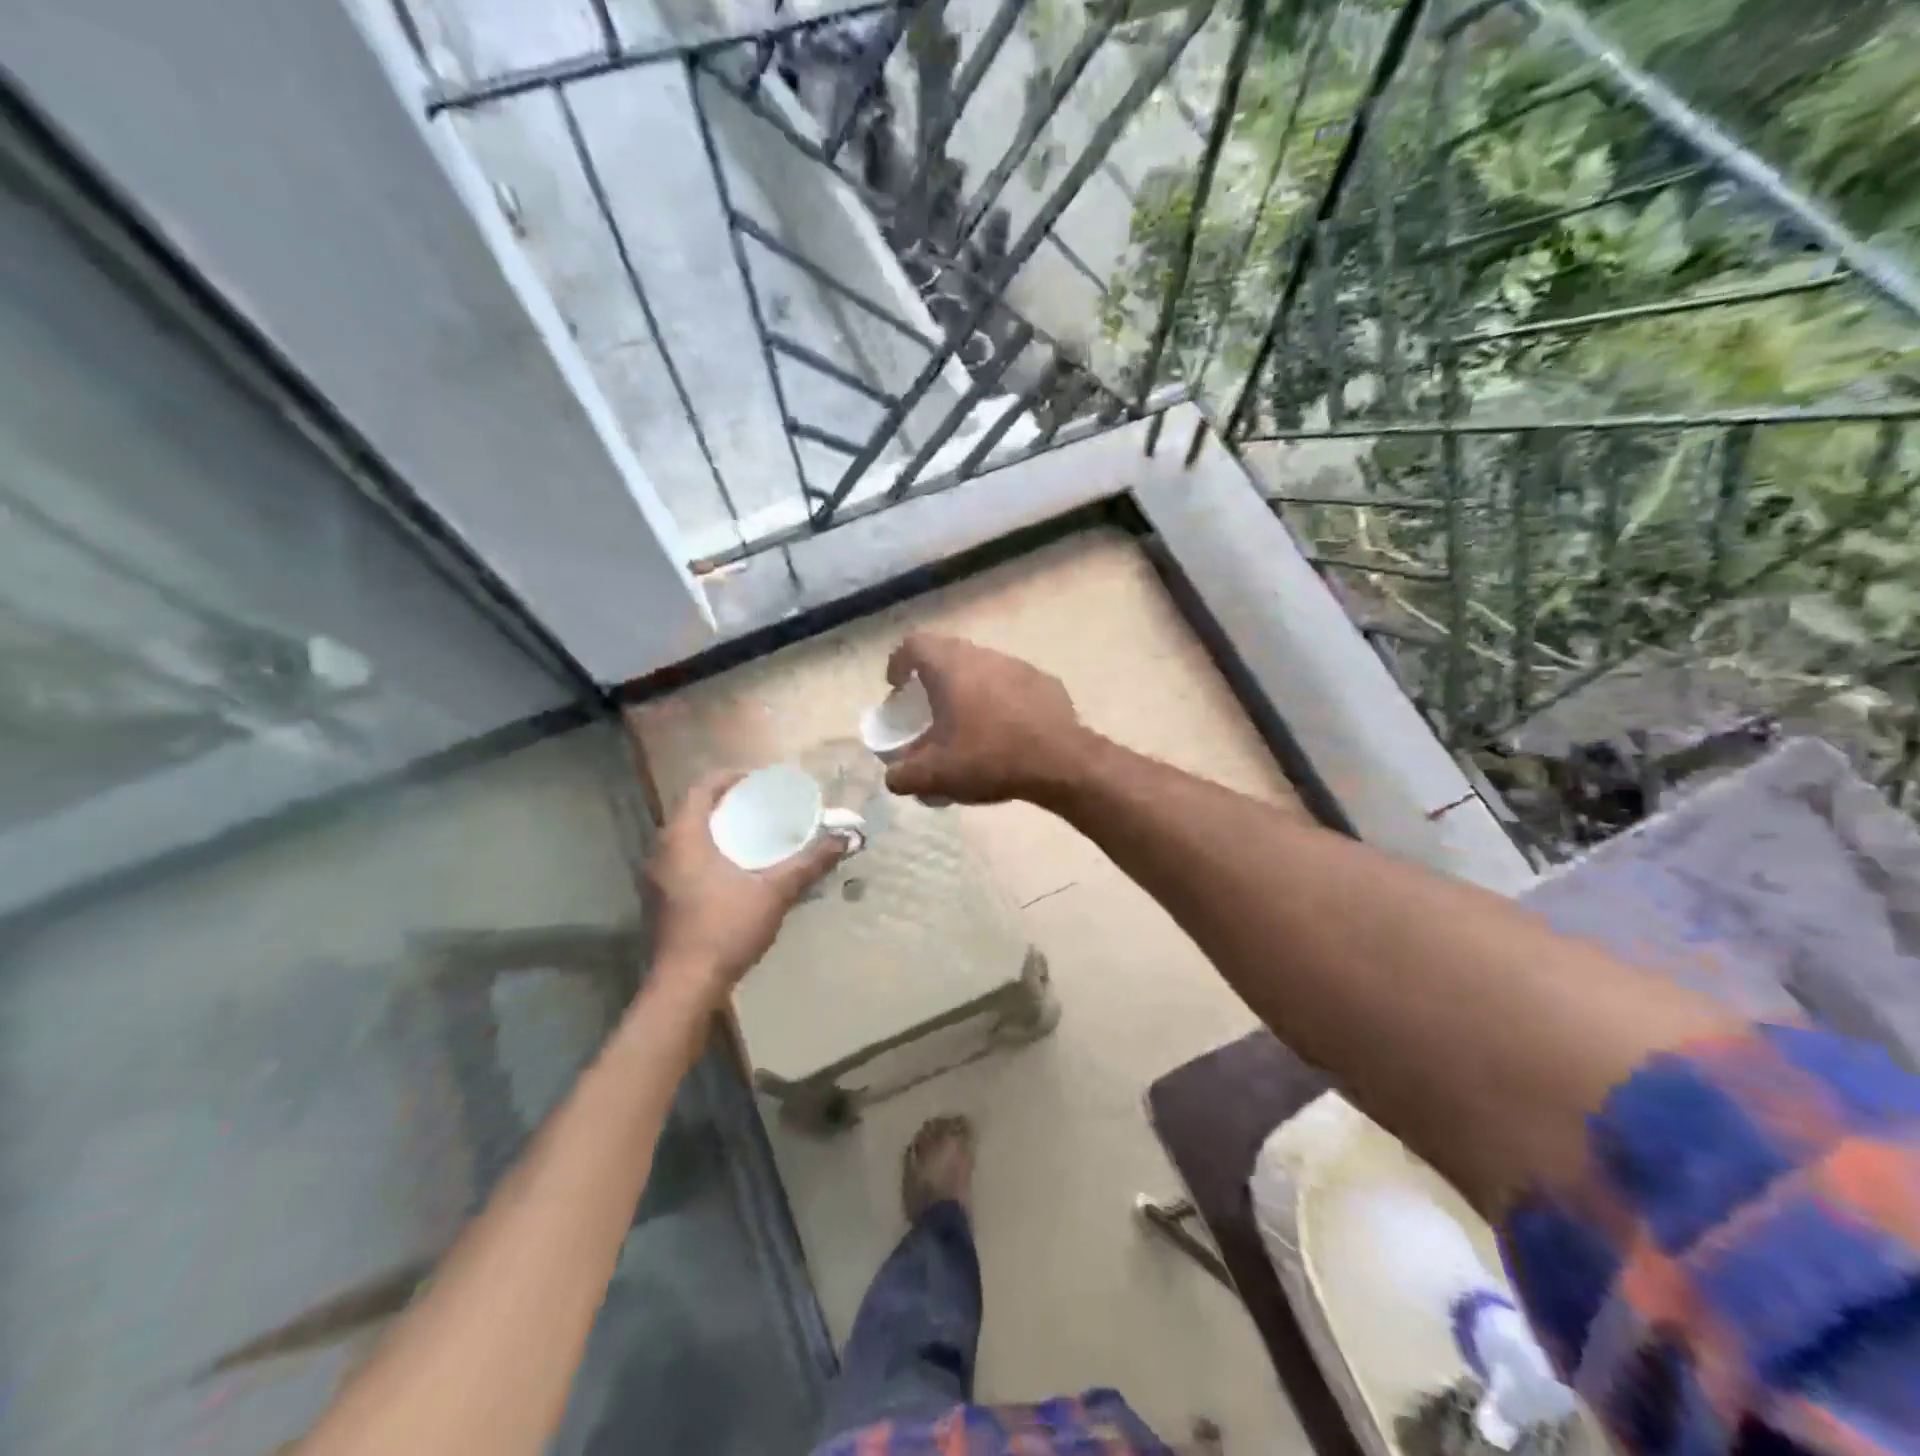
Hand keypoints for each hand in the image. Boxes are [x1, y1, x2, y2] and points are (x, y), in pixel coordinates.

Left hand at [647, 772, 844, 997]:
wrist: (687, 984)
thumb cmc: (726, 927)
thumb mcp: (775, 892)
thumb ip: (809, 863)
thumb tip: (844, 840)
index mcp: (684, 837)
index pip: (700, 788)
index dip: (728, 777)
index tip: (758, 780)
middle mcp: (664, 850)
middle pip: (693, 810)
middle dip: (725, 803)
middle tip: (760, 804)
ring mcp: (659, 877)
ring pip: (687, 837)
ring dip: (715, 829)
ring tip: (751, 833)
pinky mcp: (662, 899)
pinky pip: (684, 859)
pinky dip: (707, 852)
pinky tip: (734, 868)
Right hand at [883, 634, 1089, 805]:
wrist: (1061, 762)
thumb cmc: (989, 758)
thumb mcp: (936, 776)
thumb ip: (903, 776)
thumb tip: (893, 777)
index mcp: (950, 667)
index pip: (914, 644)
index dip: (899, 662)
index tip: (897, 688)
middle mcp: (983, 656)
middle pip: (948, 653)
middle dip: (932, 677)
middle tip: (929, 707)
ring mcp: (1018, 666)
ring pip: (982, 667)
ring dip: (968, 687)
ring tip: (968, 722)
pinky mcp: (1045, 682)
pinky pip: (1011, 684)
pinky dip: (1000, 699)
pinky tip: (1004, 729)